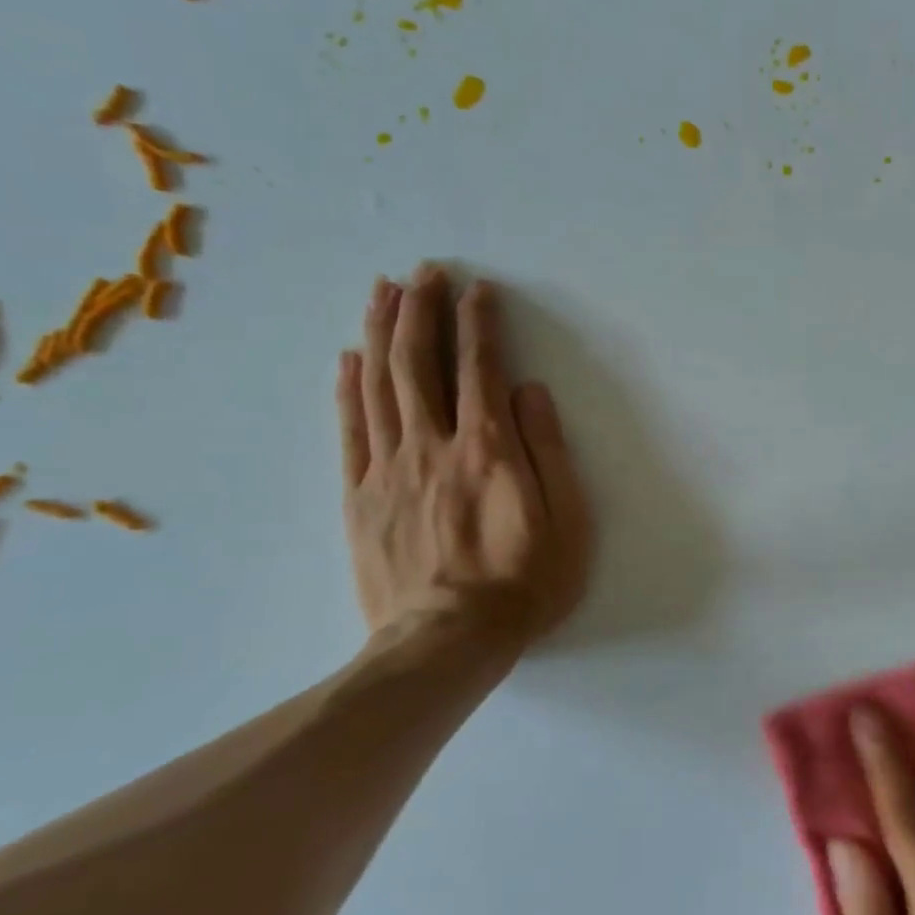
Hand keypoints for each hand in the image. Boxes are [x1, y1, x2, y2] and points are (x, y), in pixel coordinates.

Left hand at [336, 266, 591, 654]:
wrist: (447, 643)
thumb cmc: (524, 584)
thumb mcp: (567, 522)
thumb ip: (548, 452)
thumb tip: (530, 392)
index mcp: (488, 450)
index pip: (480, 368)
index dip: (478, 323)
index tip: (478, 289)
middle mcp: (433, 446)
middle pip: (419, 363)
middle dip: (421, 310)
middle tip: (422, 271)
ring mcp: (388, 470)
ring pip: (379, 386)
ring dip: (380, 332)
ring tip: (383, 291)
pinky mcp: (359, 497)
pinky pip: (350, 430)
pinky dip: (348, 388)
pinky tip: (348, 358)